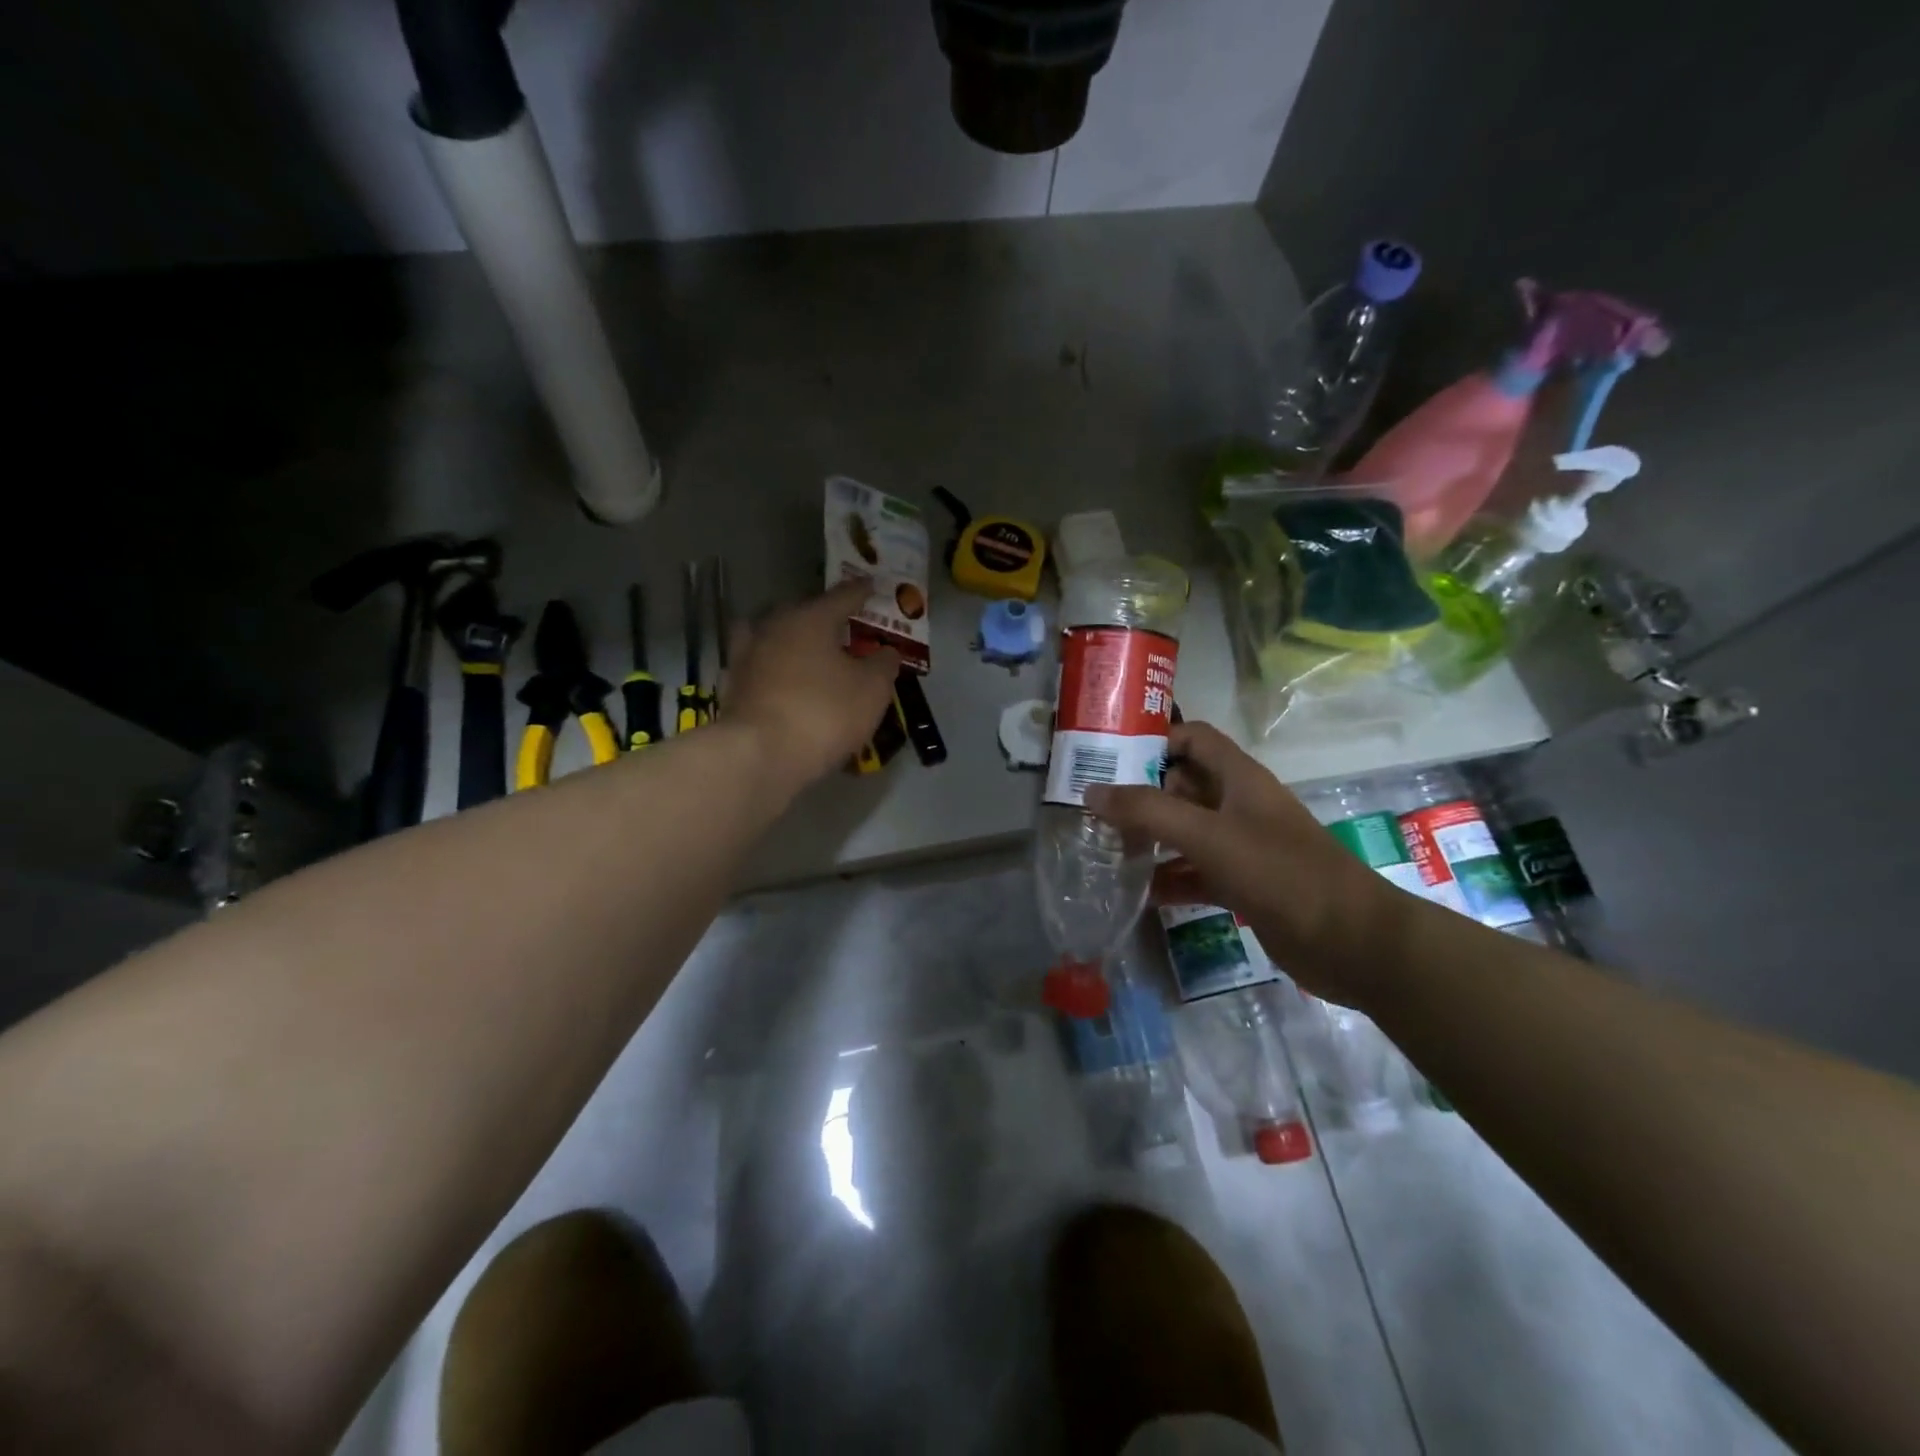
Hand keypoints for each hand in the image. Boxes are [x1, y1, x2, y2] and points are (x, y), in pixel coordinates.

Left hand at [724, 580, 901, 791]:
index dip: (861, 592)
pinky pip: (763, 668)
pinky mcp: (734, 687)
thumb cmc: (824, 713)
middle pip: (804, 613)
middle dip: (824, 617)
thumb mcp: (872, 689)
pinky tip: (789, 684)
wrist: (760, 756)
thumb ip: (883, 664)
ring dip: (794, 642)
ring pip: (777, 638)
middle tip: (844, 627)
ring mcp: (747, 656)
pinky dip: (778, 671)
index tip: (872, 587)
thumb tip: (887, 651)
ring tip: (813, 655)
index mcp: (810, 618)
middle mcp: (774, 627)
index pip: (842, 596)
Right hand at [1085, 722, 1403, 1003]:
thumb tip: (1092, 791)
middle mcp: (1239, 805)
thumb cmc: (1280, 872)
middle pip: (1183, 786)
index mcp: (1238, 778)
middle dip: (1141, 794)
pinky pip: (1196, 872)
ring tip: (1104, 849)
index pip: (1192, 738)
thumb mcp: (1209, 835)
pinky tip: (1138, 892)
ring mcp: (1242, 846)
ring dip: (1151, 838)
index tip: (1108, 758)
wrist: (1352, 942)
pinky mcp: (1244, 884)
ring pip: (1186, 831)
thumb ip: (1148, 811)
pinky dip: (1170, 878)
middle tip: (1092, 808)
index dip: (1153, 740)